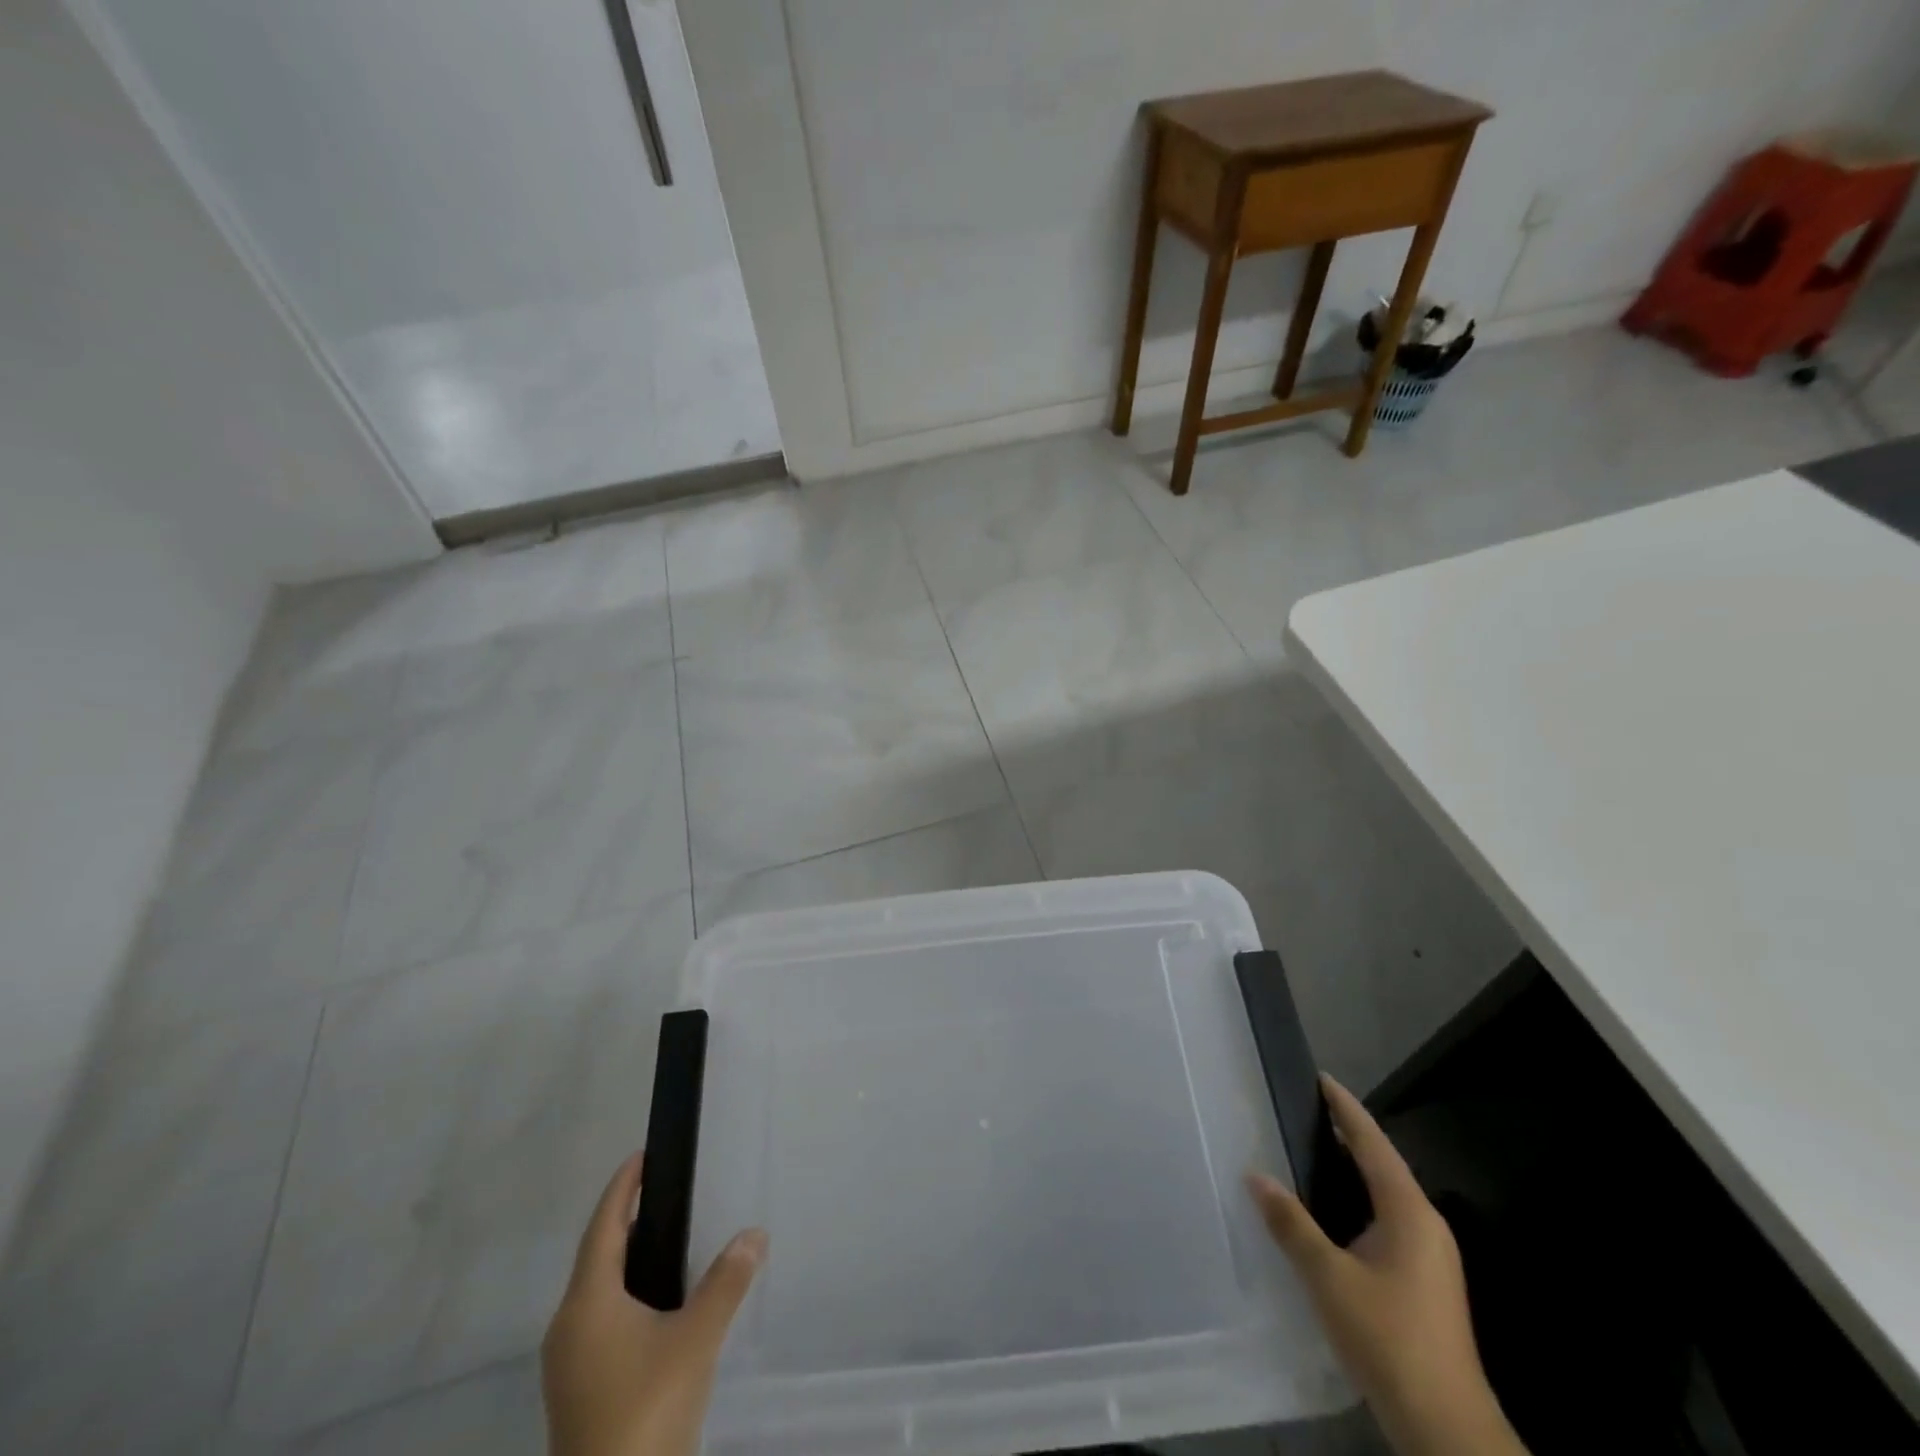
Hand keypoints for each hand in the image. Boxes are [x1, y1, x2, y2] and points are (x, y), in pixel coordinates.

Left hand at [543, 1153, 767, 1455]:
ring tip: (665, 1240)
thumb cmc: (646, 1410)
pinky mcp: (576, 1391)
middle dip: (625, 1221)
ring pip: (596, 1293)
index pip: (602, 1227)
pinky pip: (598, 1320)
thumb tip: (753, 1233)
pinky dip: (624, 1294)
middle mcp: (567, 1327)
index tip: (642, 1156)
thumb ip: (726, 1282)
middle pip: (595, 1257)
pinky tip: (655, 1305)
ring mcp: (567, 1365)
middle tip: (662, 1192)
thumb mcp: (696, 1340)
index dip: (621, 1189)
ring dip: (624, 1261)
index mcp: (587, 1304)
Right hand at [1247, 1077, 1526, 1455]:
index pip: (1372, 1143)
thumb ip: (1291, 1224)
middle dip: (1346, 1135)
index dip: (1346, 1109)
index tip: (1321, 1078)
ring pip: (1385, 1195)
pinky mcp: (1424, 1281)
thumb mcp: (1328, 1277)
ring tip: (1310, 1151)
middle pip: (1382, 1165)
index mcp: (1409, 1212)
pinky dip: (1357, 1200)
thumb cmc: (1387, 1338)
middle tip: (1305, 1110)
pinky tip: (1330, 1212)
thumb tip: (1255, 1176)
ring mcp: (1429, 1256)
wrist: (1446, 1428)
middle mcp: (1425, 1225)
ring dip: (1352, 1170)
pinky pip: (1386, 1220)